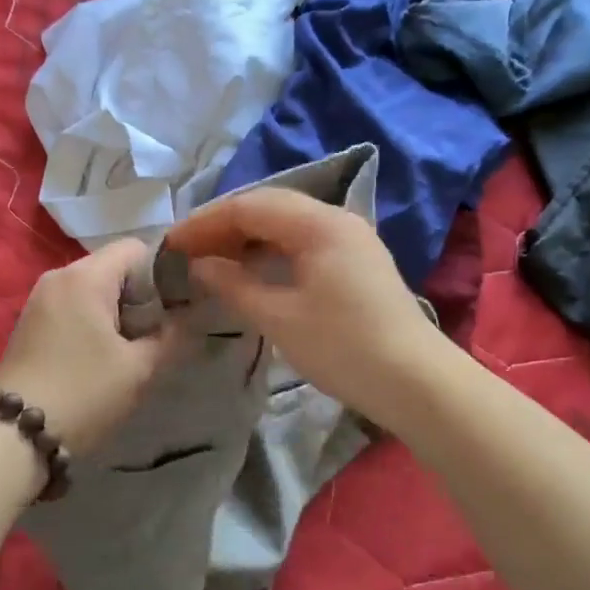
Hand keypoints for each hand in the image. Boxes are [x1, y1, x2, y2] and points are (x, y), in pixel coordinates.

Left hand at [0, 239, 178, 455]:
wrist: (14, 434)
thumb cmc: (84, 394)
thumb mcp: (138, 369)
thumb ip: (173, 336)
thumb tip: (193, 317)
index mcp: (85, 276)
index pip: (135, 249)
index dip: (161, 273)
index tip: (173, 309)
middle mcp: (58, 276)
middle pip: (113, 267)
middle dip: (139, 296)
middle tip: (154, 334)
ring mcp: (39, 298)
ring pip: (92, 287)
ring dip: (116, 311)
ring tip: (128, 349)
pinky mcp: (29, 322)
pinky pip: (72, 305)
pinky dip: (92, 321)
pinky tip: (98, 357)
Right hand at [164, 189, 443, 419]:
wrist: (417, 383)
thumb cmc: (344, 348)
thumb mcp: (280, 318)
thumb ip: (234, 284)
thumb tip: (199, 265)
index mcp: (318, 224)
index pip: (249, 206)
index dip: (205, 223)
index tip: (171, 243)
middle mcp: (335, 219)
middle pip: (268, 207)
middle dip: (223, 226)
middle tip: (187, 250)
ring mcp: (350, 239)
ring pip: (285, 223)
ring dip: (246, 238)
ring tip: (212, 260)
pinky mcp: (355, 261)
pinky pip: (302, 241)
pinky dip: (270, 251)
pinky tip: (251, 271)